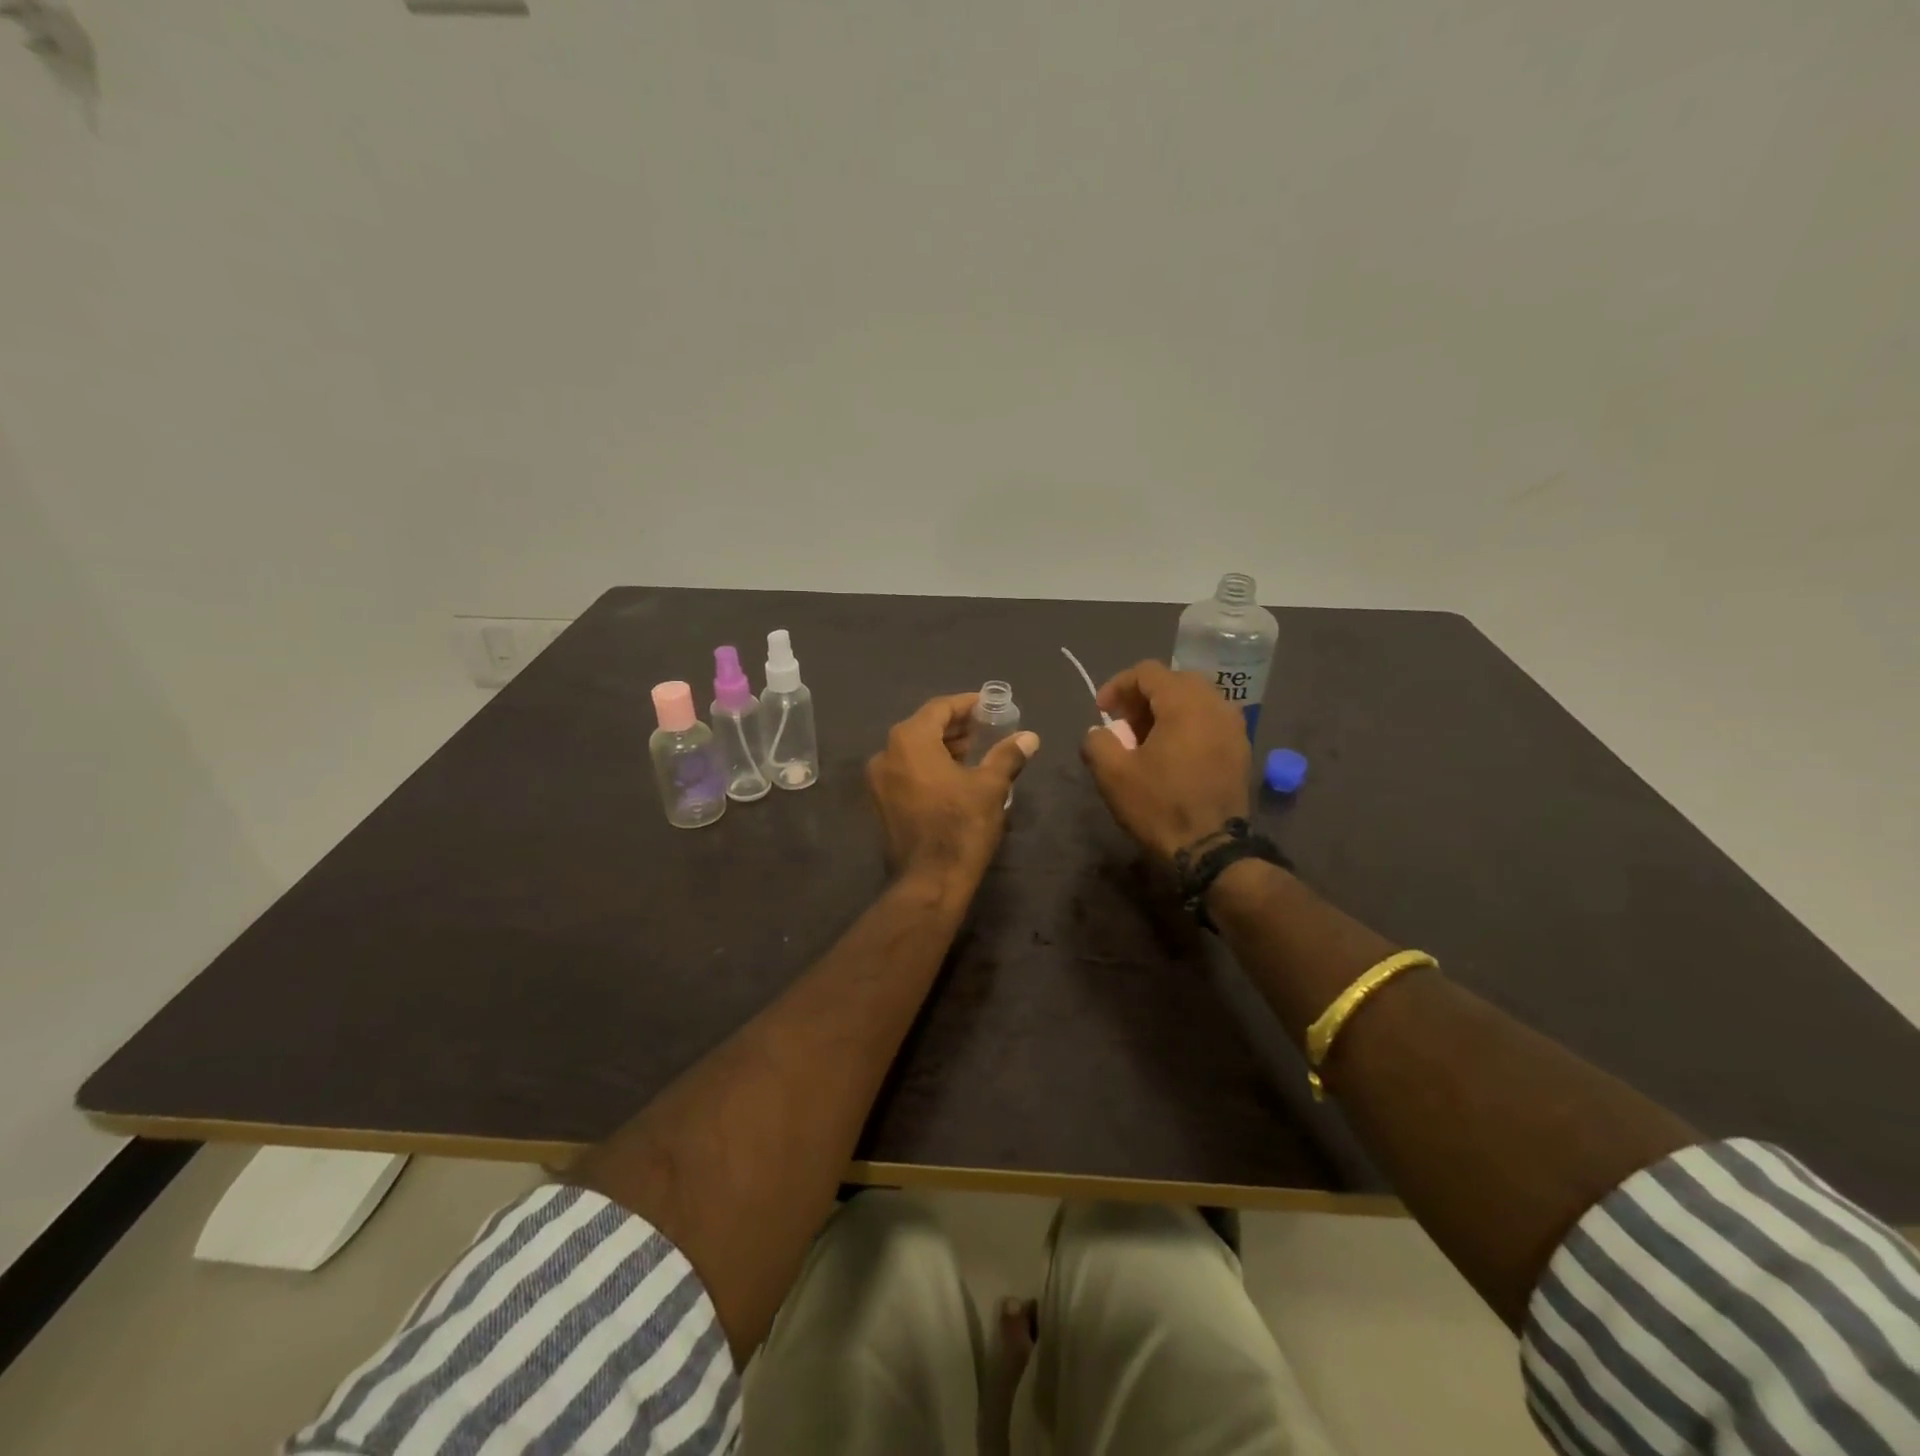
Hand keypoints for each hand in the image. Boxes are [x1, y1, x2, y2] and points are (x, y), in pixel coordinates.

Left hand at [867, 693, 1038, 890]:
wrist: (930, 881)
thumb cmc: (961, 826)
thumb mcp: (991, 787)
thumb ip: (1007, 755)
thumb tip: (1030, 737)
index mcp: (909, 741)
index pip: (939, 708)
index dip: (966, 704)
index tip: (989, 706)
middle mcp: (886, 754)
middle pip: (923, 727)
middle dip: (955, 727)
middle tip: (986, 729)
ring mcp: (879, 781)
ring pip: (913, 751)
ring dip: (942, 747)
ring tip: (975, 753)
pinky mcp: (881, 803)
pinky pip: (906, 772)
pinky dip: (928, 767)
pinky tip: (954, 777)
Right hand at [1081, 660, 1249, 862]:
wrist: (1211, 850)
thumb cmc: (1160, 806)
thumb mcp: (1112, 774)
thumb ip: (1097, 742)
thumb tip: (1100, 733)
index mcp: (1185, 703)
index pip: (1148, 672)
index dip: (1118, 686)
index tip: (1101, 711)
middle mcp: (1216, 705)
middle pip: (1175, 681)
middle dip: (1143, 697)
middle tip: (1123, 724)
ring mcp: (1234, 727)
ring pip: (1195, 701)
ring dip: (1166, 711)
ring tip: (1146, 740)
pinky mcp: (1241, 750)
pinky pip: (1210, 721)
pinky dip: (1187, 726)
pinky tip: (1172, 754)